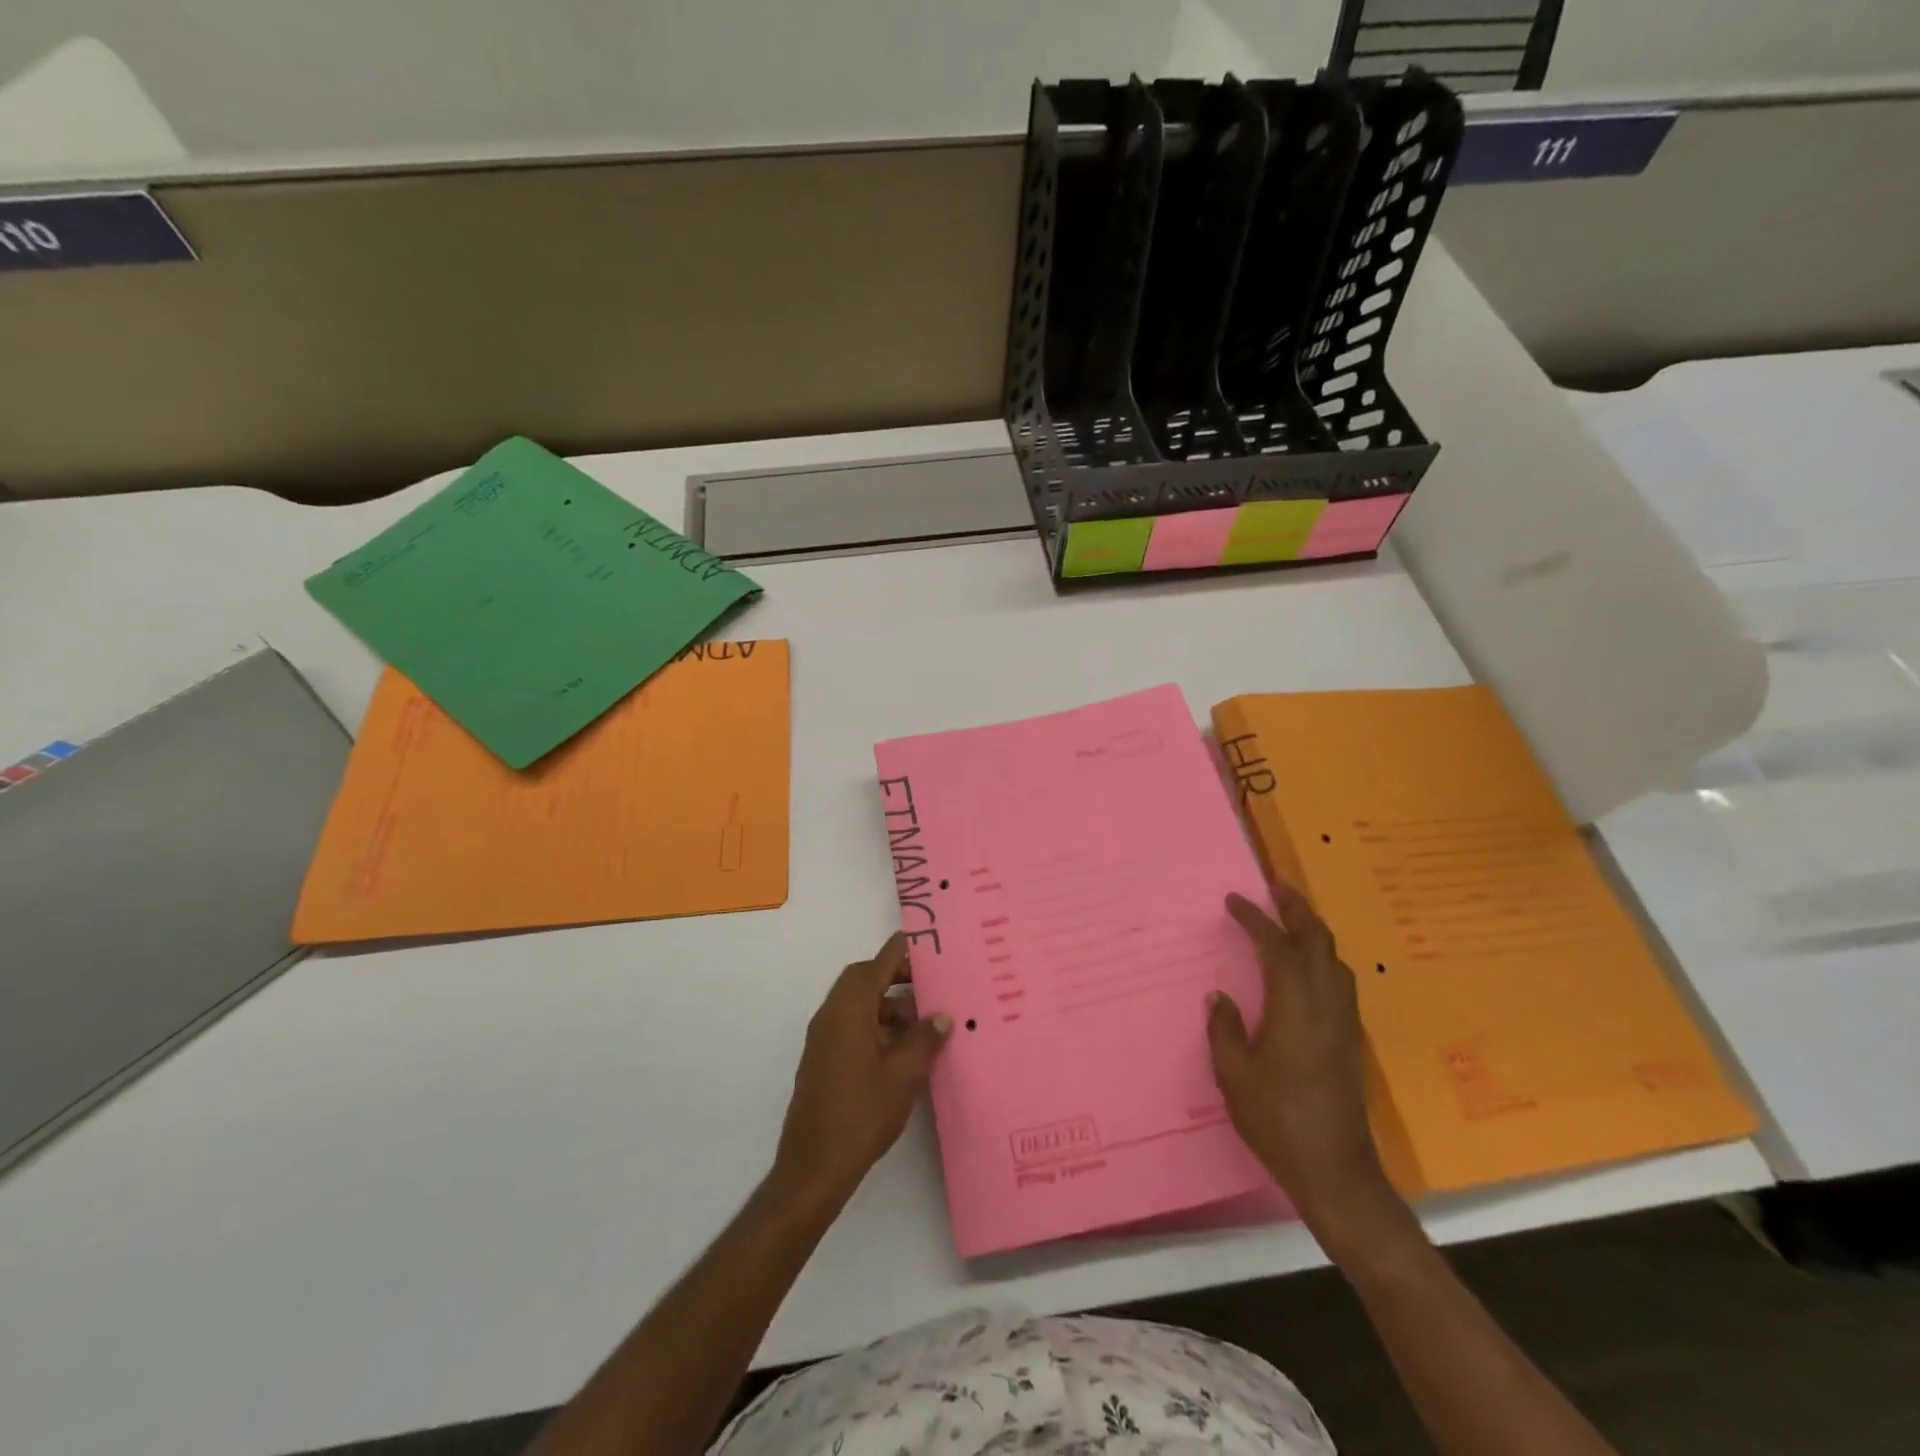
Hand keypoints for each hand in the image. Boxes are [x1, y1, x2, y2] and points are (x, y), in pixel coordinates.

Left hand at [774, 932, 951, 1202]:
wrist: (814, 1167)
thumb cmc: (862, 1114)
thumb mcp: (904, 1075)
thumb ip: (925, 1039)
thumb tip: (942, 1015)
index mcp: (849, 1010)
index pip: (877, 964)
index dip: (901, 951)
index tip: (927, 942)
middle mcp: (831, 1015)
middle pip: (864, 979)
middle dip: (896, 977)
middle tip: (930, 986)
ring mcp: (823, 1038)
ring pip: (858, 1004)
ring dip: (888, 1005)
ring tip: (923, 1025)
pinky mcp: (823, 1060)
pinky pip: (851, 1025)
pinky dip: (876, 1024)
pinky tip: (902, 1050)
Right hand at [1208, 882, 1397, 1233]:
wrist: (1336, 1171)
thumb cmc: (1277, 1121)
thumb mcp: (1234, 1076)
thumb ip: (1225, 1029)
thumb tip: (1219, 996)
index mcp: (1294, 1007)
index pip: (1276, 946)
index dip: (1255, 918)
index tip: (1233, 900)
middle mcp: (1326, 1005)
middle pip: (1319, 941)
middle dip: (1298, 909)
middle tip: (1276, 887)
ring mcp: (1345, 1023)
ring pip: (1336, 960)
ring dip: (1314, 931)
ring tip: (1291, 919)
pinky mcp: (1352, 1040)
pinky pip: (1340, 981)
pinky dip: (1323, 958)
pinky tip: (1308, 968)